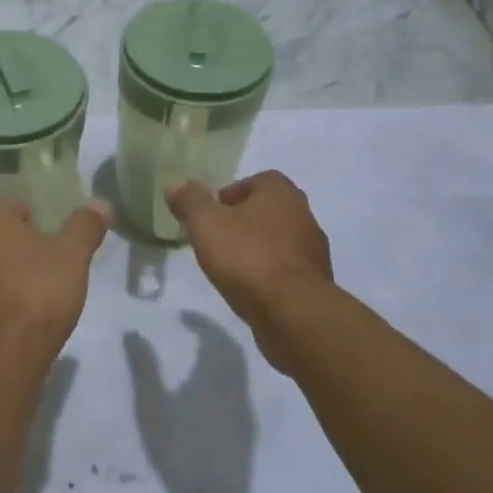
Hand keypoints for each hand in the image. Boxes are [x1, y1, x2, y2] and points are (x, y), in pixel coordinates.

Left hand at [0, 196, 109, 368]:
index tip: (52, 235)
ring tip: (37, 287)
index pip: (6, 201)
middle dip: (18, 242)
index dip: (31, 215)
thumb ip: (85, 225)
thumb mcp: (73, 254)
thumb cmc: (38, 291)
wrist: (3, 356)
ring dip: (6, 268)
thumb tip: (100, 203)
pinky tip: (20, 312)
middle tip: (49, 260)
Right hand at [126, 313, 254, 492]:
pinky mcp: (248, 430)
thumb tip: (133, 332)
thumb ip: (143, 367)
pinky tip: (213, 389)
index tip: (182, 315)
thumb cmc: (178, 449)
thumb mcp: (151, 406)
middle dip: (215, 334)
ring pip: (240, 369)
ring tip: (201, 355)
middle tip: (194, 329)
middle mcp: (236, 386)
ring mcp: (245, 409)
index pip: (214, 336)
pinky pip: (241, 388)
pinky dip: (228, 375)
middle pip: (233, 349)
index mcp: (214, 374)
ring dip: (224, 355)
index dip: (200, 322)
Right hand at [166, 173, 333, 343]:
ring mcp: (314, 252)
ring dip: (258, 248)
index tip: (213, 212)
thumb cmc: (247, 257)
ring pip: (280, 241)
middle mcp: (304, 216)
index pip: (260, 180)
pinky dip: (269, 275)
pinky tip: (249, 289)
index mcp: (282, 194)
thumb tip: (176, 185)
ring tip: (230, 266)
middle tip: (217, 237)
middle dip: (244, 221)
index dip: (234, 192)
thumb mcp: (206, 223)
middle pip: (270, 211)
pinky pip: (287, 271)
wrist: (293, 312)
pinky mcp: (315, 284)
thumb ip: (190, 201)